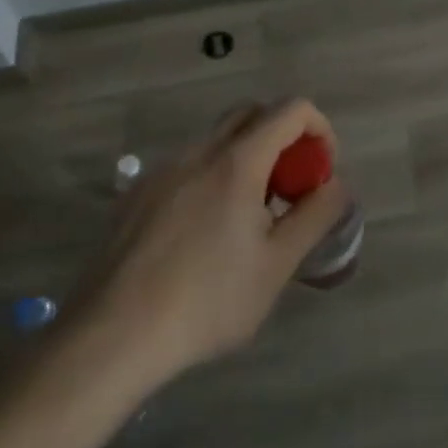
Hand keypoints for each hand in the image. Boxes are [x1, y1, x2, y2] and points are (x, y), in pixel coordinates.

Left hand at [59, 99, 350, 386]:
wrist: (111, 338)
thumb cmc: (207, 302)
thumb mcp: (277, 265)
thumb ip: (316, 215)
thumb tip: (336, 184)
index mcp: (238, 161)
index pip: (291, 109)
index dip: (318, 129)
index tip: (322, 170)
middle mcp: (200, 151)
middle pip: (252, 114)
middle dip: (283, 137)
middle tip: (289, 188)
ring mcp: (163, 169)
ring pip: (217, 139)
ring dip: (247, 158)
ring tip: (248, 217)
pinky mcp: (136, 193)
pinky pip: (187, 165)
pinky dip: (212, 176)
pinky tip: (204, 234)